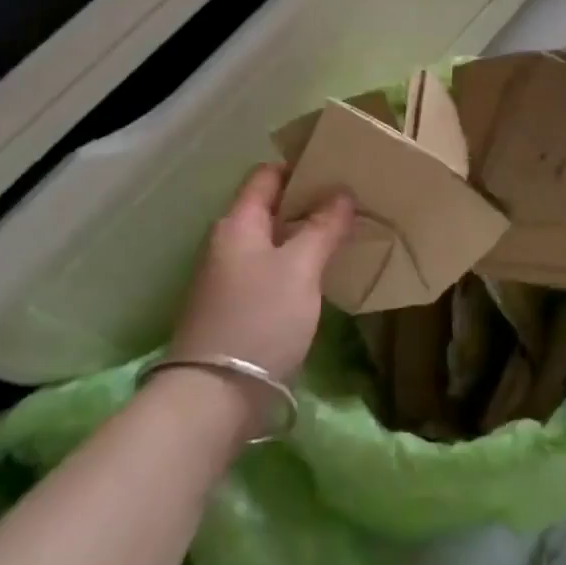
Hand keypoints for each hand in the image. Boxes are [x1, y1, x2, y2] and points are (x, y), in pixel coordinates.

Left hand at [170, 165, 353, 384]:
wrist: (213, 398)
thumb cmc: (260, 319)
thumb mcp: (300, 268)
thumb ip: (323, 227)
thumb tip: (341, 194)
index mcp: (238, 223)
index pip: (267, 175)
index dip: (300, 166)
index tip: (337, 167)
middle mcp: (227, 243)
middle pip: (270, 207)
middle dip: (309, 201)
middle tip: (351, 201)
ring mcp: (228, 277)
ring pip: (272, 240)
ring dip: (304, 234)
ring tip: (344, 233)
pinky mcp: (235, 307)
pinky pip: (270, 269)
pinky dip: (296, 264)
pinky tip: (322, 273)